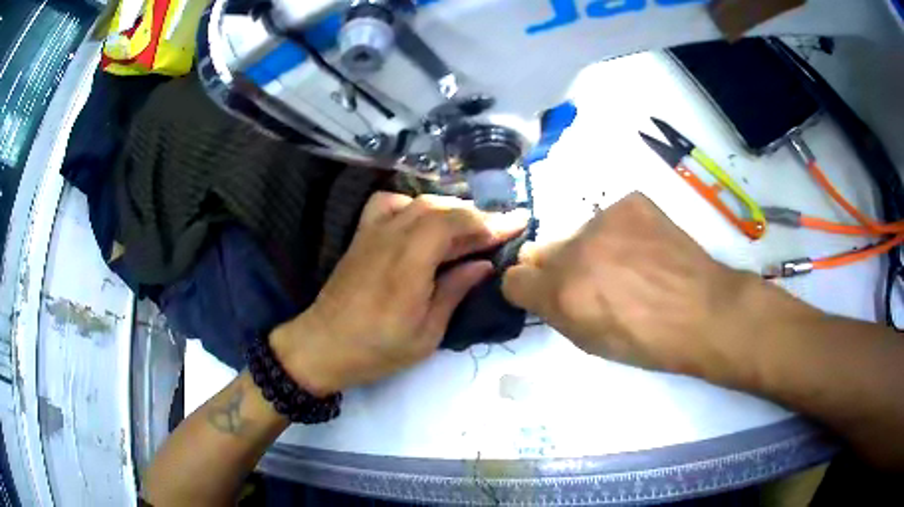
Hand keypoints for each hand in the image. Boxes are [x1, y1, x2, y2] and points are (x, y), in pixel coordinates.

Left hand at [272, 192, 528, 395]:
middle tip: (501, 230)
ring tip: (470, 227)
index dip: (491, 221)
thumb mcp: (426, 333)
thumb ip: (454, 291)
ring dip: (451, 209)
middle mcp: (391, 238)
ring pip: (419, 202)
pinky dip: (413, 204)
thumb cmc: (377, 349)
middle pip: (441, 209)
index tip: (520, 221)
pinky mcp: (362, 235)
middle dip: (477, 215)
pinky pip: (389, 203)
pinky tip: (423, 220)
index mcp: (410, 264)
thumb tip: (483, 264)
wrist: (322, 346)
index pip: (456, 225)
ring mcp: (373, 232)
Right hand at [502, 192, 759, 380]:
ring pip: (579, 232)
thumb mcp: (591, 342)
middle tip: (595, 280)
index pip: (514, 279)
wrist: (704, 312)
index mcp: (561, 294)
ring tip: (629, 263)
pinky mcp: (630, 202)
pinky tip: (646, 247)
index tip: (547, 294)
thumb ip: (558, 312)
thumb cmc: (649, 343)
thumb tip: (543, 288)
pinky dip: (620, 231)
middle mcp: (574, 251)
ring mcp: (603, 220)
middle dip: (560, 267)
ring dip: (592, 247)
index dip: (530, 288)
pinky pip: (610, 216)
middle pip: (544, 251)